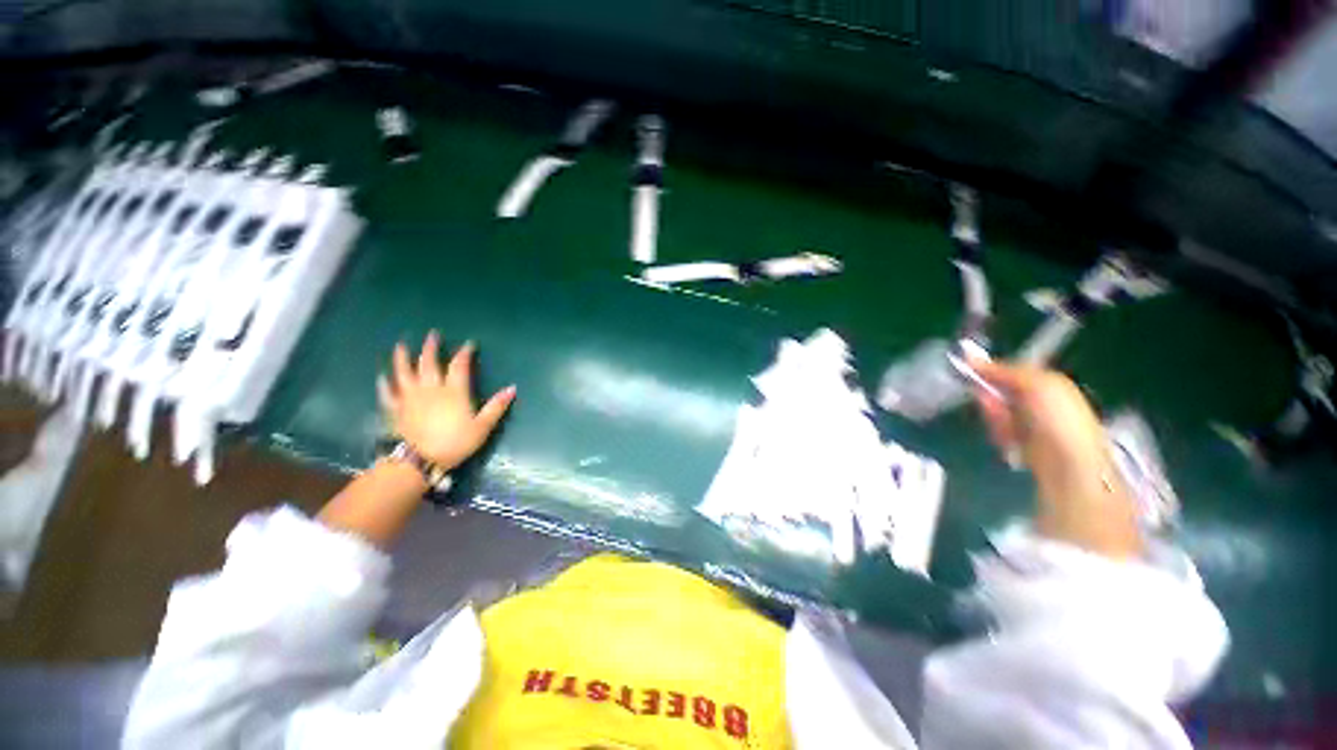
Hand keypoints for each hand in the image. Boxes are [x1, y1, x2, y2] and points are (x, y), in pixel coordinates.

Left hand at [378, 332, 515, 469]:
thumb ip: (496, 406)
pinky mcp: (395, 409)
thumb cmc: (454, 443)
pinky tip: (383, 377)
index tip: (469, 344)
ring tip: (401, 345)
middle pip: (429, 363)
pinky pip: (388, 392)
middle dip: (431, 347)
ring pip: (404, 372)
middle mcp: (430, 389)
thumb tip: (513, 388)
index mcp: (453, 392)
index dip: (465, 353)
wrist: (418, 460)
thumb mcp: (482, 427)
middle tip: (432, 335)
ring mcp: (409, 397)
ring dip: (403, 357)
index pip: (460, 366)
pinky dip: (385, 383)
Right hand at [970, 358, 1141, 557]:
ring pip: (1002, 413)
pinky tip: (1004, 441)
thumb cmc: (1059, 421)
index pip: (1014, 372)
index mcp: (1054, 387)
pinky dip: (999, 433)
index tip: (973, 374)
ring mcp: (1039, 429)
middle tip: (985, 402)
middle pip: (1005, 393)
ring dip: (994, 416)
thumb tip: (970, 359)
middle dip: (992, 395)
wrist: (1071, 470)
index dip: (993, 372)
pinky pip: (1004, 433)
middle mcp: (1048, 405)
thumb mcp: (1037, 383)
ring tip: (1000, 427)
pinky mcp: (1029, 449)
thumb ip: (1006, 370)